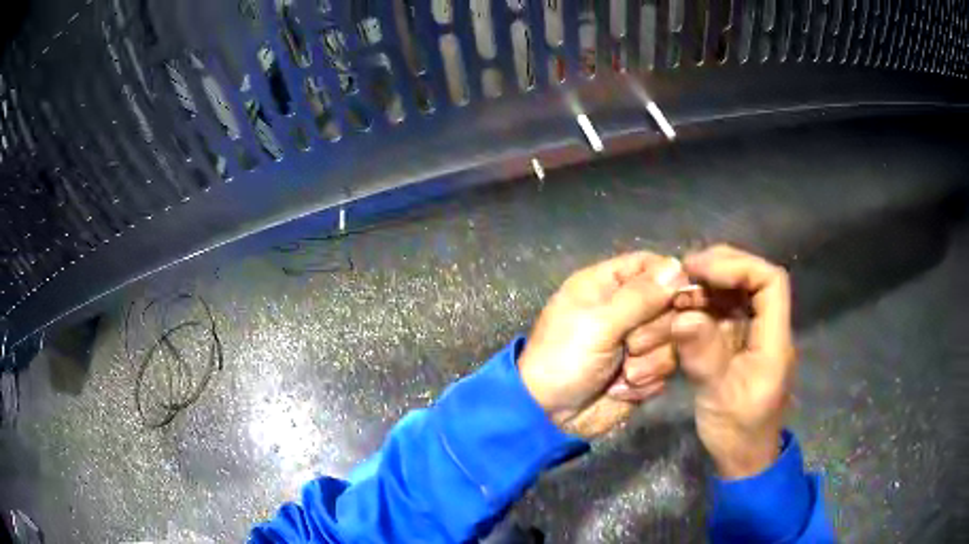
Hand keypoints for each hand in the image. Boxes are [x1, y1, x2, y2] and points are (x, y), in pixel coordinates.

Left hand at [518, 252, 686, 437]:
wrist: (550, 415)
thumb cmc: (564, 359)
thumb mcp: (599, 323)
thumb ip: (640, 297)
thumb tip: (677, 266)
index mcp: (606, 285)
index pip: (650, 265)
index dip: (669, 278)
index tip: (682, 296)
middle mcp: (625, 310)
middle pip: (669, 304)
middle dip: (654, 330)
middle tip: (630, 345)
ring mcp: (636, 343)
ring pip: (671, 340)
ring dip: (648, 362)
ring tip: (622, 373)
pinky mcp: (643, 371)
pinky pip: (665, 370)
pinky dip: (645, 382)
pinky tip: (621, 390)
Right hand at [672, 245, 794, 478]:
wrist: (744, 458)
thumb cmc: (738, 431)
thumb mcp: (718, 397)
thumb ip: (704, 356)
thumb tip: (682, 315)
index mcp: (774, 340)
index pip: (771, 282)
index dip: (739, 266)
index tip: (702, 270)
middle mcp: (769, 329)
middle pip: (756, 279)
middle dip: (722, 267)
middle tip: (686, 270)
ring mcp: (756, 335)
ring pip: (740, 292)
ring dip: (711, 284)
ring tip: (681, 287)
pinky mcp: (742, 344)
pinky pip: (727, 311)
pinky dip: (706, 303)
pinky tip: (686, 307)